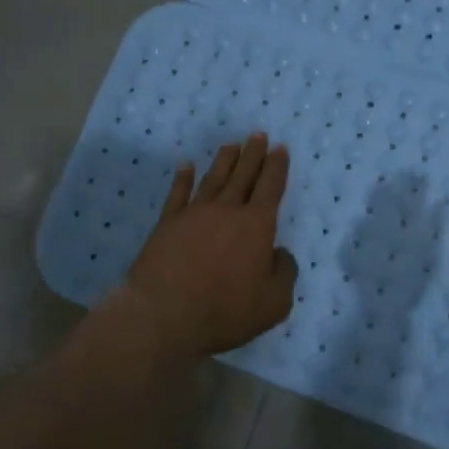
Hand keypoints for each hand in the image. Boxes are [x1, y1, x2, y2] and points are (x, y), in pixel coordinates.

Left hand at [123, 133, 297, 355]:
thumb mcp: (274, 302)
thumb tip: (279, 253)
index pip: (271, 187)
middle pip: (243, 175)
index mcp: (257, 226)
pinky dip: (183, 178)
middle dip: (253, 154)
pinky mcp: (167, 224)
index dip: (277, 167)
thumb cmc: (225, 310)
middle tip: (258, 134)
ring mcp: (194, 214)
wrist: (164, 314)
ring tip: (231, 145)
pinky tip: (186, 166)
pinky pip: (178, 194)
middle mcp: (227, 211)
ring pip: (214, 179)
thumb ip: (284, 273)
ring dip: (224, 160)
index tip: (280, 148)